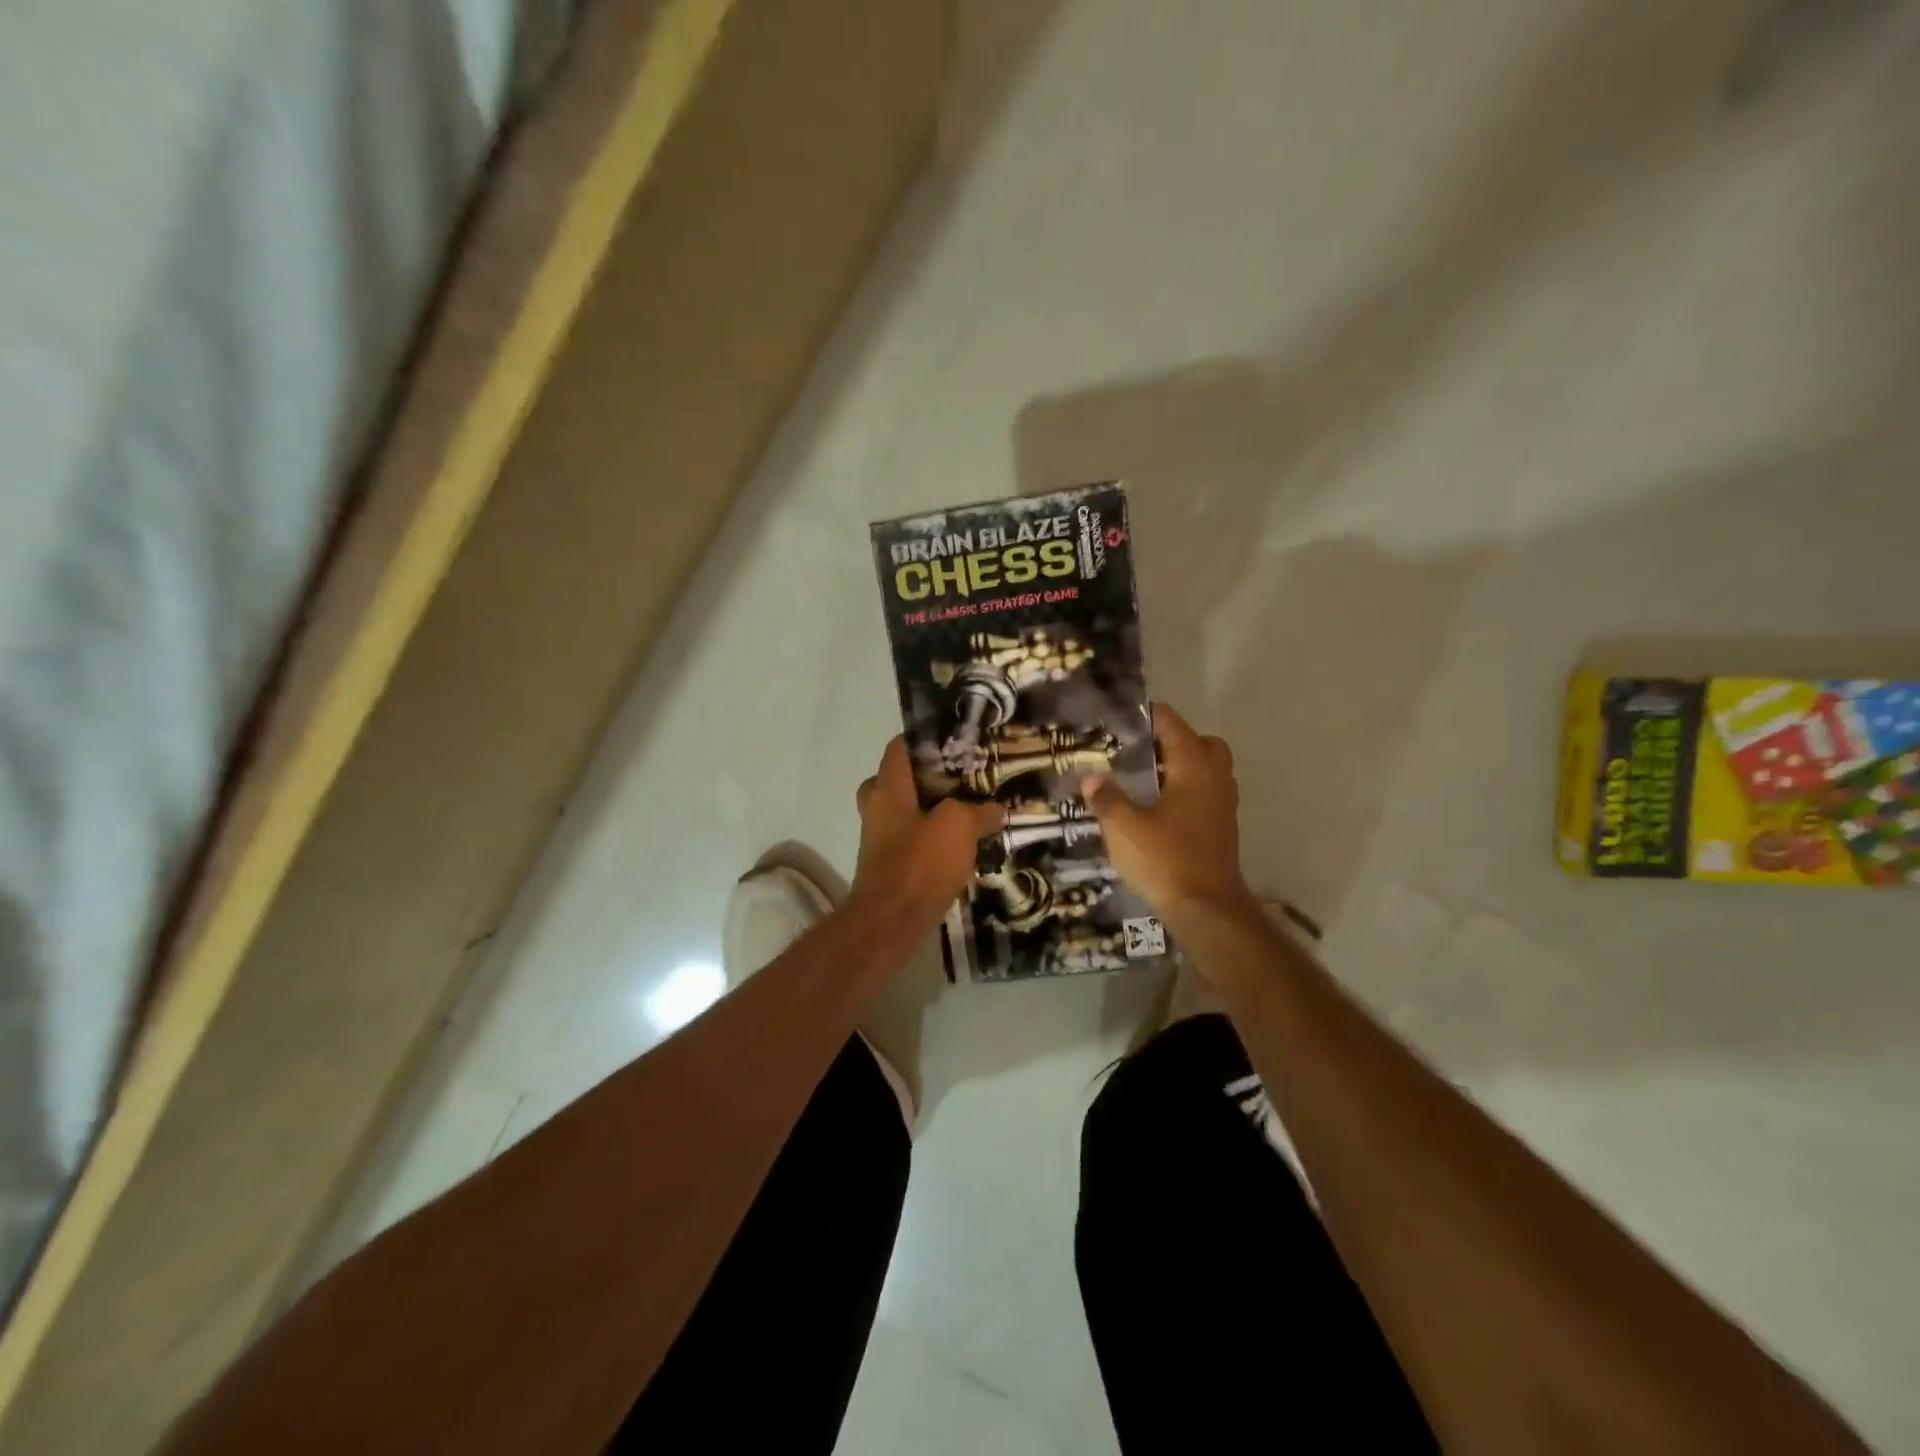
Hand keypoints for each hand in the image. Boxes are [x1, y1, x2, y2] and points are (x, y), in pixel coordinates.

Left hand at [848, 737, 1004, 935]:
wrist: (891, 922)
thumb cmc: (919, 863)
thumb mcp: (958, 827)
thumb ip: (977, 812)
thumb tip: (996, 809)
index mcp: (888, 789)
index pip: (898, 748)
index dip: (922, 738)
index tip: (952, 738)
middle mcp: (878, 809)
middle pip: (898, 780)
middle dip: (927, 777)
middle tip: (960, 777)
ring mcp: (880, 840)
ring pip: (906, 812)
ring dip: (931, 810)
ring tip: (968, 810)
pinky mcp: (889, 866)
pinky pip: (911, 840)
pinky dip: (931, 838)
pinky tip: (961, 845)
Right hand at [1084, 703, 1252, 926]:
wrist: (1207, 908)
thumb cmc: (1165, 859)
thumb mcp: (1124, 827)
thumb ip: (1107, 798)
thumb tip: (1091, 778)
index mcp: (1193, 768)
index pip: (1174, 726)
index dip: (1150, 716)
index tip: (1125, 717)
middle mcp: (1215, 779)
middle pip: (1203, 744)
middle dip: (1175, 740)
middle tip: (1143, 750)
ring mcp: (1224, 805)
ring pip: (1209, 770)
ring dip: (1183, 767)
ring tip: (1148, 778)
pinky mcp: (1223, 829)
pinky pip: (1208, 794)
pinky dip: (1188, 791)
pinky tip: (1160, 808)